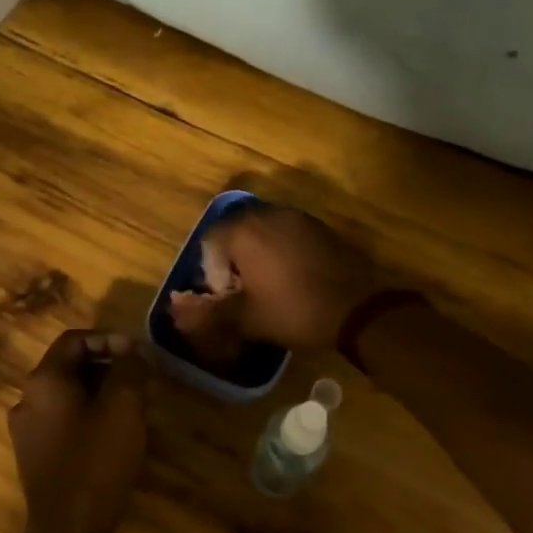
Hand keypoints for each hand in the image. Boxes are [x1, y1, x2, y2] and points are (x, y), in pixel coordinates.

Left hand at [9, 331, 150, 532]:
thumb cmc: (97, 461)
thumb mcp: (124, 406)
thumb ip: (128, 367)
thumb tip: (130, 348)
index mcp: (44, 380)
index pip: (74, 339)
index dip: (108, 339)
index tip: (137, 354)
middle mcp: (27, 399)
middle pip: (70, 366)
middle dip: (108, 367)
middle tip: (140, 380)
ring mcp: (27, 431)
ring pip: (68, 395)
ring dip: (101, 392)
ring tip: (133, 407)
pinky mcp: (35, 457)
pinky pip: (64, 421)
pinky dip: (89, 416)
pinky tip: (114, 435)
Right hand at [168, 205, 378, 356]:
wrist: (357, 309)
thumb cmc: (293, 311)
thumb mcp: (246, 318)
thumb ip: (207, 312)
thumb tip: (175, 310)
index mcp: (244, 231)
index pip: (210, 241)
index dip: (212, 271)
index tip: (229, 296)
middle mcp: (268, 214)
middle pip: (236, 232)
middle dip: (234, 260)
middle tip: (245, 292)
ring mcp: (298, 217)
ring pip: (263, 231)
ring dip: (258, 254)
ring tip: (269, 286)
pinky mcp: (319, 226)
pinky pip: (288, 233)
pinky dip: (282, 251)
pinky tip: (294, 278)